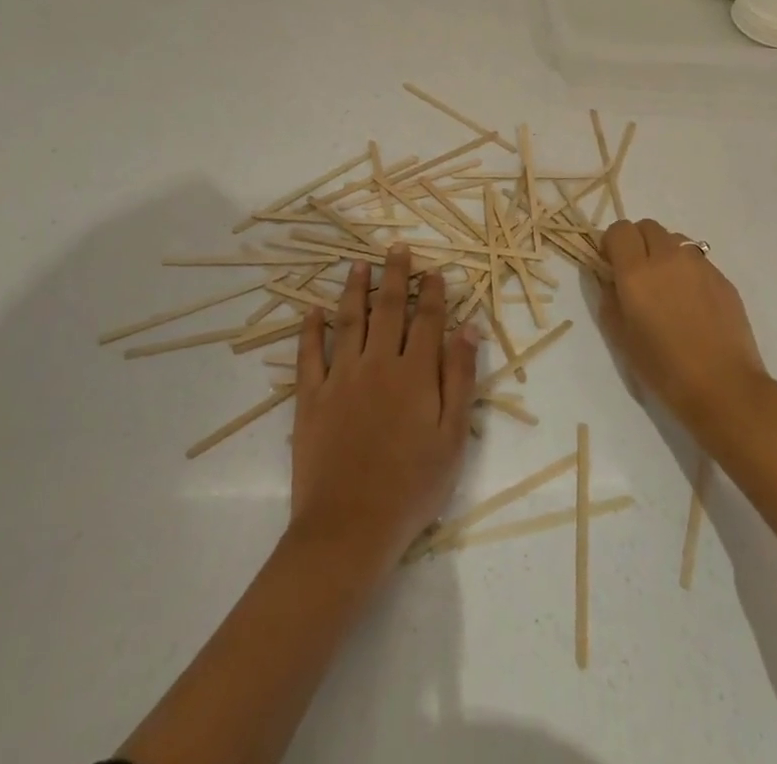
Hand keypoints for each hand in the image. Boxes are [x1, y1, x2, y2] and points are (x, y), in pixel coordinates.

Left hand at [290, 246, 479, 578]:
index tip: (434, 270)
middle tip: (397, 248)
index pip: (427, 320)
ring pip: (349, 320)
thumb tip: (468, 328)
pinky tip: (313, 310)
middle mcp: (378, 364)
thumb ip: (459, 378)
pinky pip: (309, 354)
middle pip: (389, 309)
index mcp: (415, 373)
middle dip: (395, 275)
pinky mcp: (311, 397)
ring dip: (355, 289)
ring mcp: (341, 377)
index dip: (432, 293)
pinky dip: (311, 329)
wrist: (349, 528)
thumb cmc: (412, 487)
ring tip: (358, 264)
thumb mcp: (452, 437)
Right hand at [599, 219, 771, 440]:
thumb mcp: (621, 337)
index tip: (611, 264)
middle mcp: (667, 258)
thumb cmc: (664, 368)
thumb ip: (609, 298)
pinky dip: (687, 270)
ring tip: (667, 286)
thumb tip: (610, 278)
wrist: (724, 387)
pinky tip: (692, 303)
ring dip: (663, 252)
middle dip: (637, 242)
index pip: (619, 230)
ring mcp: (699, 265)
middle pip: (647, 226)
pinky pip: (697, 259)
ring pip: (674, 239)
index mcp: (636, 272)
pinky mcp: (722, 277)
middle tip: (638, 274)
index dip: (612, 243)